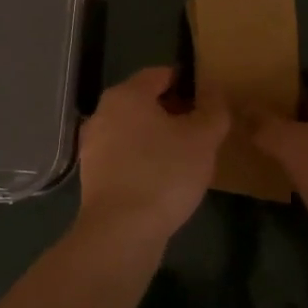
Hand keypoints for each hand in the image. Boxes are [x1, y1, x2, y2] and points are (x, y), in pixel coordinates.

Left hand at [77, 67, 228, 241]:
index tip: (209, 100)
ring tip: (187, 156)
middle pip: (144, 102)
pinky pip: (125, 157)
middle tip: (202, 129)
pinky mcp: (93, 176)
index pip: (160, 74)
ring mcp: (93, 145)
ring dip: (158, 137)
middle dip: (173, 111)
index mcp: (126, 94)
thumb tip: (214, 92)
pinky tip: (165, 179)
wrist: (121, 232)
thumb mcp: (203, 138)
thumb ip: (213, 110)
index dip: (187, 83)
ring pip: (134, 130)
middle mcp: (103, 113)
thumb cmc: (164, 173)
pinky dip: (144, 160)